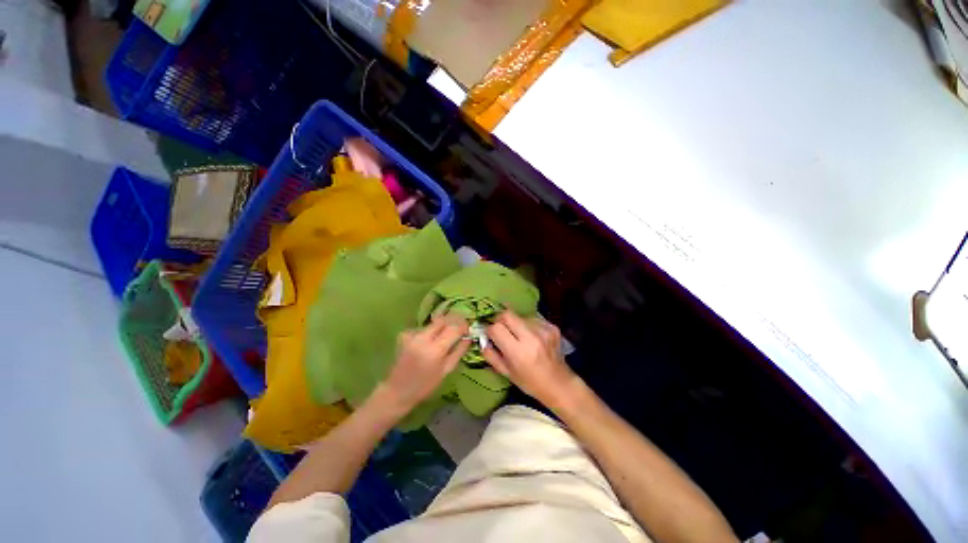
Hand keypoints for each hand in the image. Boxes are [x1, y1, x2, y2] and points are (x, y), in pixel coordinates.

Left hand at [378, 315, 469, 414]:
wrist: (396, 390)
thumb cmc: (425, 385)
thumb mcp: (446, 370)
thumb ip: (459, 351)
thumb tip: (468, 337)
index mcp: (435, 350)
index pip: (454, 328)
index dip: (463, 325)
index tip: (468, 328)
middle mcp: (422, 338)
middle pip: (443, 320)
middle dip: (453, 320)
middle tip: (459, 327)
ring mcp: (412, 334)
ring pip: (433, 323)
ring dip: (442, 326)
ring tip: (444, 337)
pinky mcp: (405, 334)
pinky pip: (423, 328)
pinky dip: (430, 332)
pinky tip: (428, 342)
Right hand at [483, 312, 578, 407]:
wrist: (559, 383)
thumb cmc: (530, 382)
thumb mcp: (506, 373)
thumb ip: (490, 355)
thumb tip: (482, 339)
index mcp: (518, 352)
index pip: (496, 328)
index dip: (490, 329)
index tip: (490, 334)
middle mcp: (531, 337)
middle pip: (507, 314)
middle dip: (499, 319)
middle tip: (500, 328)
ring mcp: (543, 330)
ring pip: (520, 316)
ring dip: (515, 323)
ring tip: (519, 336)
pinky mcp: (552, 326)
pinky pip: (532, 319)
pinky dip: (528, 325)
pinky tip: (532, 337)